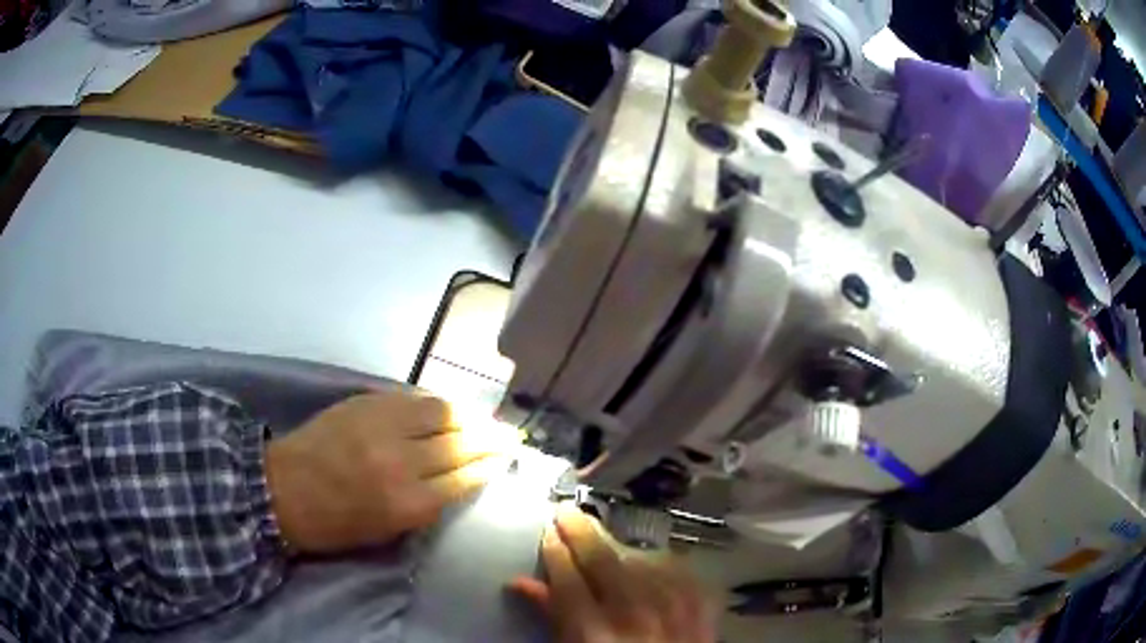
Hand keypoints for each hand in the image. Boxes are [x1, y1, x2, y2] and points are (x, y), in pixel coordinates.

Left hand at [265, 390, 513, 553]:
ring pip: (440, 412)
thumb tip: (455, 481)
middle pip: (459, 442)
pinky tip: (446, 405)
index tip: (506, 457)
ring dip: (468, 414)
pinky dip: (436, 403)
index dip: (489, 465)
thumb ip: (425, 506)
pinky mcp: (364, 403)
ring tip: (482, 417)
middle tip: (509, 434)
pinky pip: (412, 398)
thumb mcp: (386, 531)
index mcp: (407, 504)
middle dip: (490, 438)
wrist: (282, 489)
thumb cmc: (334, 524)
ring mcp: (381, 426)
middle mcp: (401, 462)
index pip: (464, 477)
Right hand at [510, 504, 715, 642]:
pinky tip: (646, 560)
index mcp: (594, 635)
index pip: (567, 579)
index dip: (555, 551)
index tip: (547, 532)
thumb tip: (520, 583)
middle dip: (581, 532)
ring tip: (601, 538)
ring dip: (618, 546)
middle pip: (604, 560)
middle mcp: (635, 615)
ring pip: (641, 559)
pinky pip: (677, 568)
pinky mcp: (703, 606)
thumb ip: (551, 618)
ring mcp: (676, 608)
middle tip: (566, 512)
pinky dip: (658, 561)